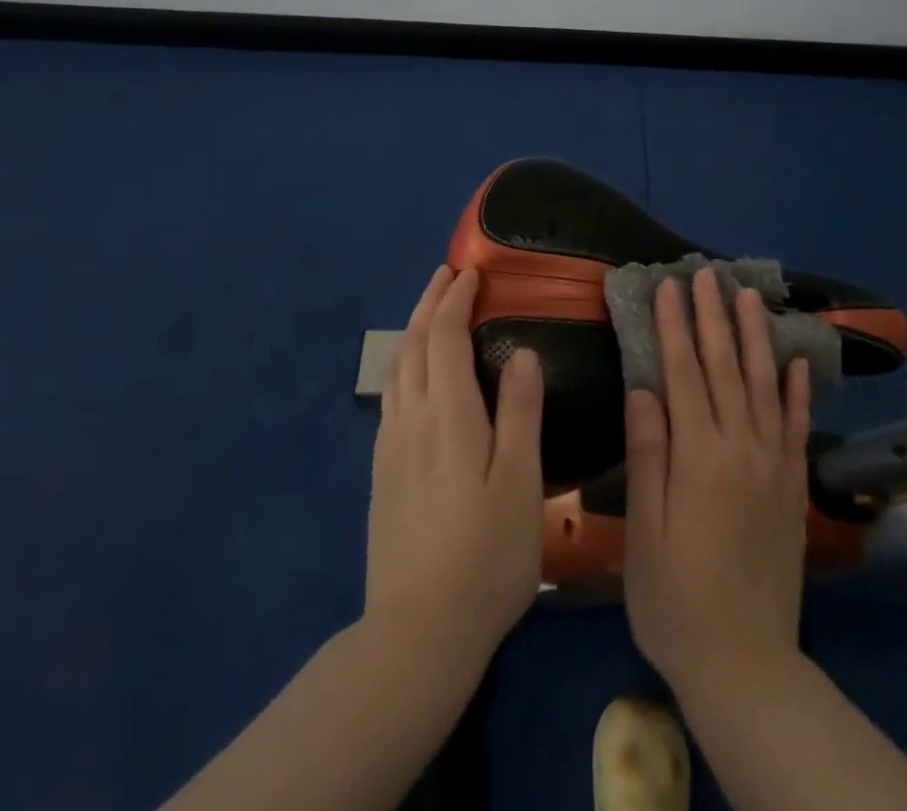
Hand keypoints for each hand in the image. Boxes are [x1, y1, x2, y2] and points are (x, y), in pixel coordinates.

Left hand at [365, 266, 544, 665]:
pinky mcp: (383, 475)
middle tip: (447, 275)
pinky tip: (416, 378)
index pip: (444, 336)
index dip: (456, 299)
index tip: (472, 273)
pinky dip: (405, 364)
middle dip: (429, 302)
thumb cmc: (486, 555)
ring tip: (432, 312)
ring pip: (397, 369)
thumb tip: (523, 353)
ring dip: (414, 330)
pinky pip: (391, 397)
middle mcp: (411, 420)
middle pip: (413, 344)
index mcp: (448, 415)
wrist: (418, 633)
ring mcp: (391, 448)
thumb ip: (520, 413)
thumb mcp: (521, 483)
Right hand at [622, 268, 812, 696]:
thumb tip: (644, 388)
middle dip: (713, 317)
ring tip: (749, 296)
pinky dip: (798, 390)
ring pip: (765, 385)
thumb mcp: (645, 531)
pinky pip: (798, 426)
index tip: (669, 286)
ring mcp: (773, 465)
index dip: (674, 327)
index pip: (683, 373)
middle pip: (725, 367)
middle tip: (706, 274)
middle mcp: (741, 448)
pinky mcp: (793, 486)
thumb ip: (648, 455)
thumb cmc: (676, 599)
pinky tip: (797, 361)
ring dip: (755, 337)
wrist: (746, 664)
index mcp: (699, 456)